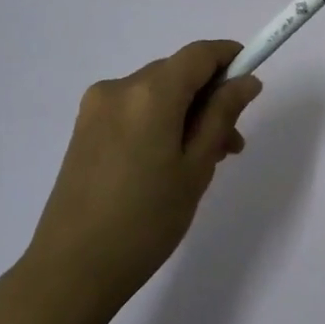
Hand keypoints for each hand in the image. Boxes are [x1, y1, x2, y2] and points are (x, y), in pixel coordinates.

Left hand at [23, 40, 261, 310]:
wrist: (72, 270)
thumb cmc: (146, 220)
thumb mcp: (196, 167)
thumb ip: (222, 115)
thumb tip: (246, 80)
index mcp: (150, 92)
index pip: (199, 53)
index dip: (231, 58)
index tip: (252, 83)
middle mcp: (119, 87)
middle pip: (177, 72)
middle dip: (210, 97)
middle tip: (232, 145)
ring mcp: (96, 108)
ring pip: (156, 93)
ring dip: (185, 113)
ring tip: (204, 161)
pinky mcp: (85, 130)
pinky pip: (134, 110)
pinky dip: (159, 122)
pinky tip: (167, 163)